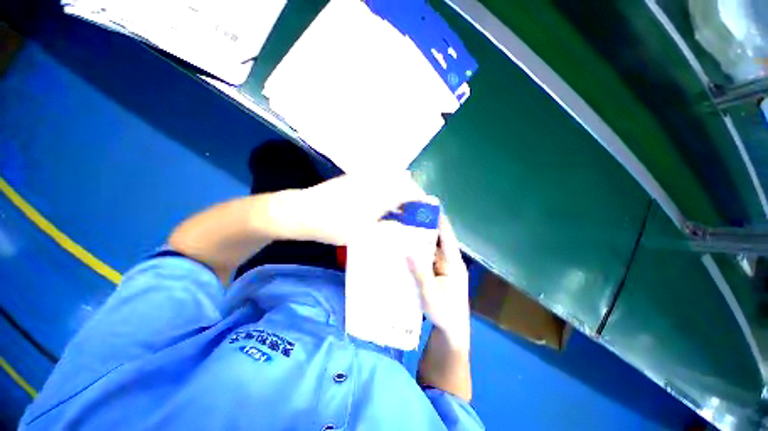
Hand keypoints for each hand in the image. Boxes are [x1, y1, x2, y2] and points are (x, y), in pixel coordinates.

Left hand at [288, 172, 426, 245]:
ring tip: (399, 211)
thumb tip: (406, 227)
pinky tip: (382, 204)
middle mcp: (376, 180)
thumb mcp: (365, 234)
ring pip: (391, 180)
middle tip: (413, 214)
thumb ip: (390, 228)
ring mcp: (364, 177)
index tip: (426, 212)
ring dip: (399, 193)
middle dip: (412, 197)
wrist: (303, 212)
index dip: (422, 201)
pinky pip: (378, 180)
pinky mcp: (354, 178)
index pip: (411, 192)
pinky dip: (386, 190)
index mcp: (381, 192)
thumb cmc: (335, 225)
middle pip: (403, 183)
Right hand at [408, 216, 470, 349]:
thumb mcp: (431, 293)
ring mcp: (443, 267)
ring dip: (420, 239)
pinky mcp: (437, 273)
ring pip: (431, 248)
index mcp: (453, 263)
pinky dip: (418, 251)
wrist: (452, 331)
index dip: (439, 221)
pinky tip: (407, 247)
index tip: (429, 207)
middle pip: (438, 240)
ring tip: (406, 227)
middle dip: (426, 227)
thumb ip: (420, 272)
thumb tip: (408, 250)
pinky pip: (427, 258)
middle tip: (411, 216)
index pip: (447, 237)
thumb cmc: (445, 313)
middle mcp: (449, 261)